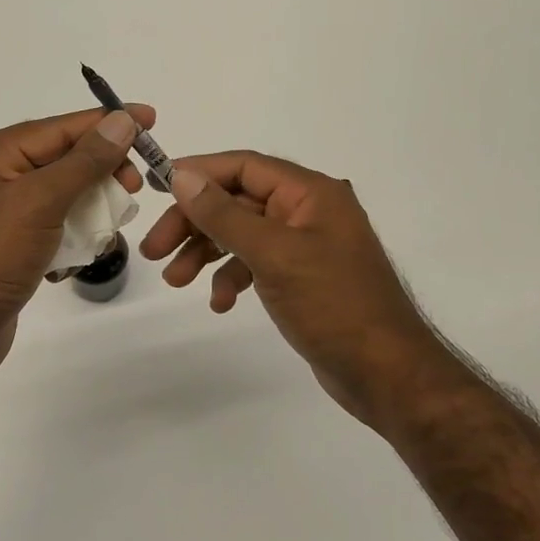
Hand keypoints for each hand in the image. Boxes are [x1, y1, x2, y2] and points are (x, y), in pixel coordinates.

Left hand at [0, 106, 152, 389]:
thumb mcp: (40, 202)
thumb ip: (85, 160)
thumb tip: (122, 120)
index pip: (58, 127)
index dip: (107, 123)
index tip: (150, 119)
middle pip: (60, 159)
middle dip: (100, 172)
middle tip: (133, 188)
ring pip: (59, 194)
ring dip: (88, 208)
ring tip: (110, 226)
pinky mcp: (4, 245)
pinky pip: (49, 225)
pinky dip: (70, 235)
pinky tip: (80, 254)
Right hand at [140, 152, 439, 428]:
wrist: (385, 373)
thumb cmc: (333, 305)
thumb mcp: (273, 255)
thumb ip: (225, 214)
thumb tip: (182, 176)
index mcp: (310, 193)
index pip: (244, 166)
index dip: (199, 173)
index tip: (157, 188)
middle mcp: (308, 210)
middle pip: (237, 201)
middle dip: (194, 223)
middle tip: (154, 250)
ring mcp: (305, 244)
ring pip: (241, 234)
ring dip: (205, 253)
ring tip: (175, 281)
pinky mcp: (301, 276)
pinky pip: (255, 263)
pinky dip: (232, 276)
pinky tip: (220, 302)